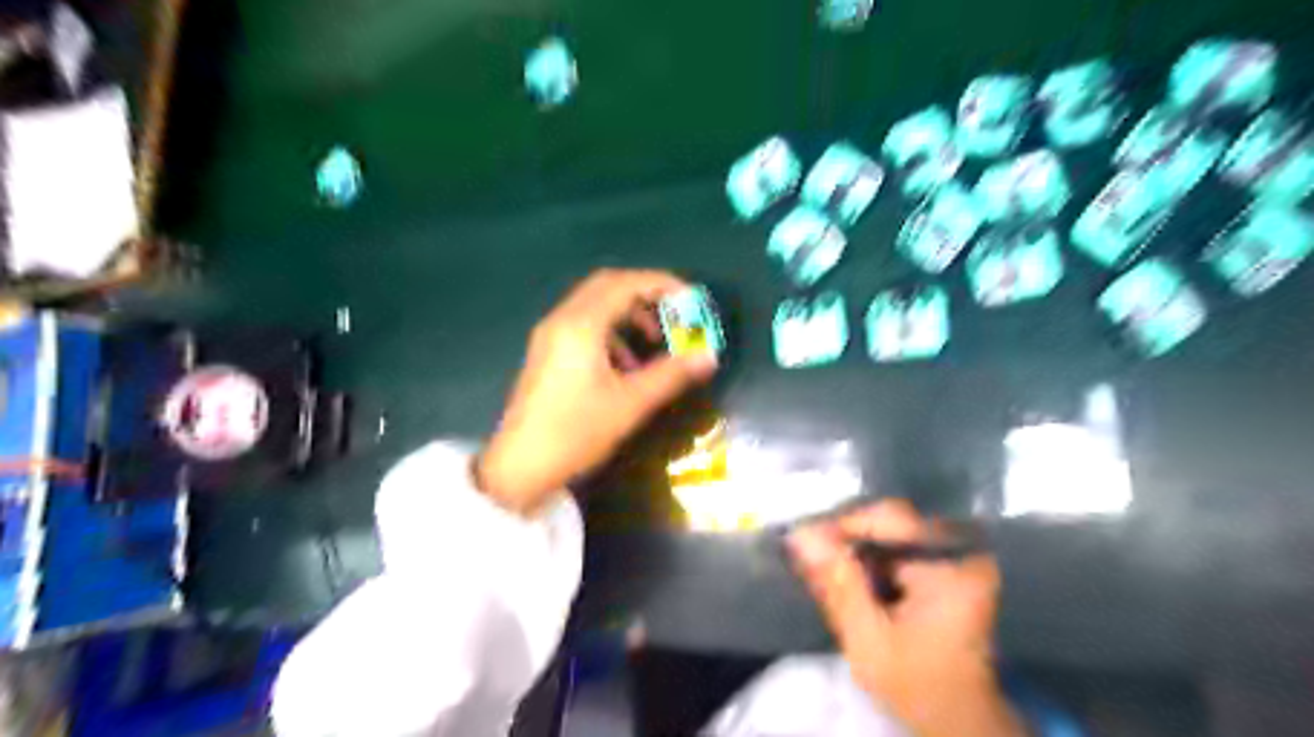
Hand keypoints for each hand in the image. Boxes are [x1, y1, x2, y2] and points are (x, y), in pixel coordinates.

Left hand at [476, 269, 715, 515]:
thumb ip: (672, 375)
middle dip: (645, 295)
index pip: (624, 284)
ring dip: (628, 316)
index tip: (689, 298)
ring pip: (594, 307)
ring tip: (654, 345)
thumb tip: (709, 356)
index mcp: (580, 325)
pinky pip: (583, 327)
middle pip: (607, 287)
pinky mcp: (546, 353)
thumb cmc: (575, 432)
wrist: (520, 466)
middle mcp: (561, 320)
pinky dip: (610, 334)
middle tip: (674, 314)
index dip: (660, 284)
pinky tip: (626, 367)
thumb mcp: (630, 403)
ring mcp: (549, 336)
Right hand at [789, 502, 1025, 736]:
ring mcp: (953, 556)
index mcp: (955, 563)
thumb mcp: (869, 638)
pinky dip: (866, 560)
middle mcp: (959, 549)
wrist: (956, 719)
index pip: (891, 518)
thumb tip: (801, 534)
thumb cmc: (917, 684)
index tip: (803, 538)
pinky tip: (841, 574)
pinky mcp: (941, 566)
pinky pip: (895, 548)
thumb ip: (838, 583)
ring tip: (819, 564)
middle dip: (846, 537)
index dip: (844, 525)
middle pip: (889, 523)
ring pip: (888, 534)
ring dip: (853, 548)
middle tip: (807, 552)